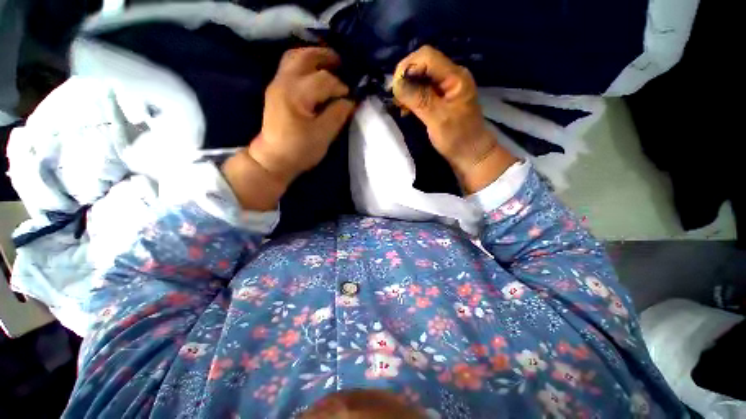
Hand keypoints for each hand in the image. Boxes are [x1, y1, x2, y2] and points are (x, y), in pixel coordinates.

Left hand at [222, 47, 354, 210]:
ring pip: (294, 57)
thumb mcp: (323, 136)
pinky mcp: (276, 89)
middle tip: (342, 63)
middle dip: (326, 57)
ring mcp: (277, 84)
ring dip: (313, 56)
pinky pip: (290, 66)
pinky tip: (315, 71)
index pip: (323, 80)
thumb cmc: (299, 150)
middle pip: (305, 57)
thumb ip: (337, 115)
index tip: (350, 98)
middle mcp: (284, 82)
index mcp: (296, 95)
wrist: (273, 158)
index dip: (340, 87)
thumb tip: (350, 101)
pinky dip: (305, 63)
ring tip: (330, 63)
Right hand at [393, 46, 515, 192]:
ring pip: (420, 78)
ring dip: (407, 89)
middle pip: (423, 64)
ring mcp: (446, 88)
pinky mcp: (440, 99)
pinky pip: (422, 90)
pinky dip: (411, 97)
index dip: (407, 67)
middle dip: (405, 78)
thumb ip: (419, 99)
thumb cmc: (458, 138)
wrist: (470, 154)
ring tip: (400, 106)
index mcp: (455, 76)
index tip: (395, 88)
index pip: (427, 56)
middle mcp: (451, 76)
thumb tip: (397, 84)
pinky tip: (406, 109)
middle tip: (396, 98)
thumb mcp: (438, 119)